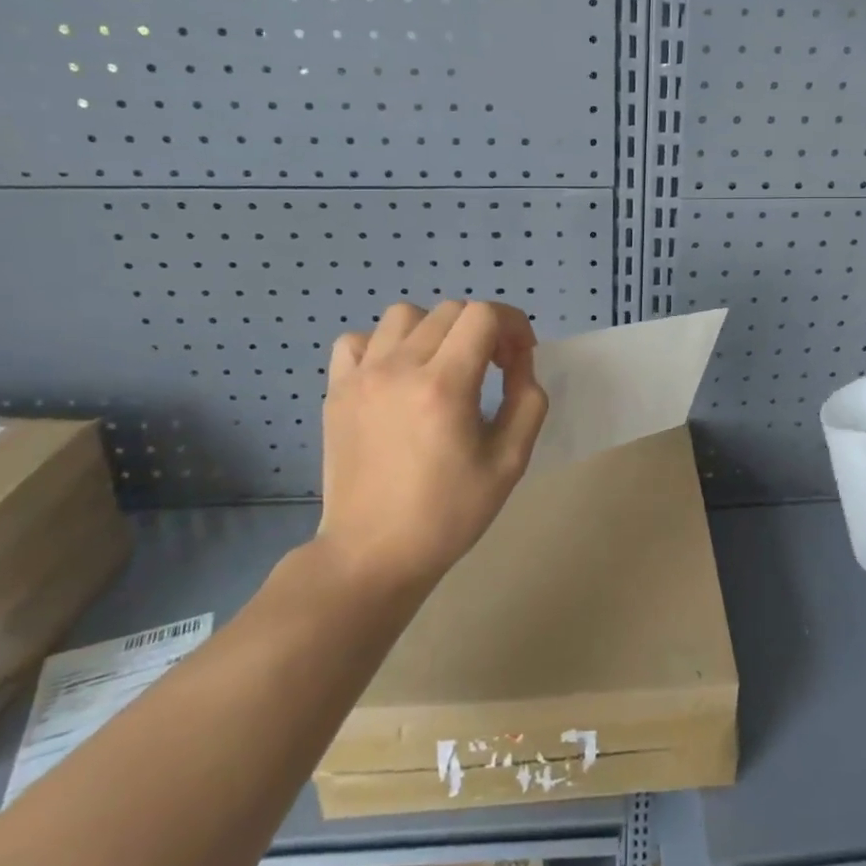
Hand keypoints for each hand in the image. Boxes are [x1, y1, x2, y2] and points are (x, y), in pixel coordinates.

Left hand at [316, 300, 548, 589]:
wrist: (372, 555)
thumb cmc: (448, 514)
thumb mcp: (510, 462)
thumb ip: (528, 401)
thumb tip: (519, 363)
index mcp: (444, 386)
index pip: (484, 315)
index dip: (513, 325)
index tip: (519, 358)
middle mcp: (399, 368)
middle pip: (450, 310)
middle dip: (483, 329)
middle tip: (492, 368)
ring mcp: (362, 377)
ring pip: (405, 315)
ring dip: (435, 330)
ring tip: (443, 366)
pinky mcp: (337, 391)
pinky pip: (359, 340)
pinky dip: (384, 345)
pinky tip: (397, 375)